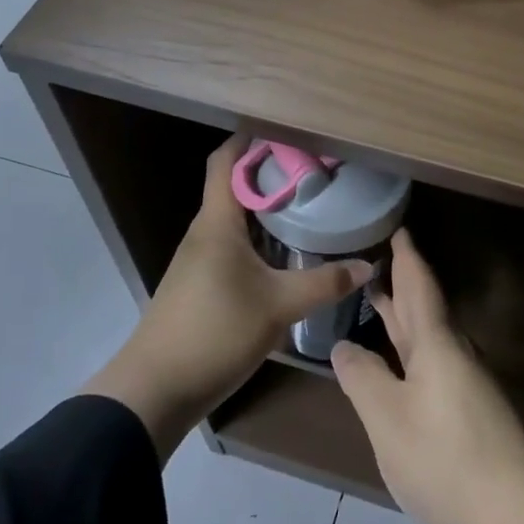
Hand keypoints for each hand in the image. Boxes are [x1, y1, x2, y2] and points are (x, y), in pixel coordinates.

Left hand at [84, 137, 374, 459]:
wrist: (155, 390)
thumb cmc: (214, 332)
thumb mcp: (278, 307)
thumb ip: (324, 284)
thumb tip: (368, 266)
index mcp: (216, 222)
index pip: (226, 160)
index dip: (251, 139)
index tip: (290, 133)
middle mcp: (204, 232)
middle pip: (234, 186)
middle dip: (270, 172)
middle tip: (314, 169)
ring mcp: (199, 259)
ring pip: (235, 218)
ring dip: (265, 207)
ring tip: (307, 204)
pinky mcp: (201, 284)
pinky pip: (233, 245)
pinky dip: (259, 237)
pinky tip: (286, 252)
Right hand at [329, 230, 523, 523]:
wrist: (516, 517)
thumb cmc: (445, 459)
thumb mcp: (388, 420)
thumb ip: (363, 378)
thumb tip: (344, 346)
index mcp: (436, 344)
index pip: (418, 286)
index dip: (406, 257)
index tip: (398, 229)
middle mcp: (454, 354)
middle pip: (424, 308)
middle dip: (401, 285)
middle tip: (374, 262)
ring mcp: (466, 384)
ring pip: (429, 338)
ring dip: (404, 319)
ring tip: (378, 303)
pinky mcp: (470, 412)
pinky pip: (433, 363)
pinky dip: (411, 350)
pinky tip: (399, 365)